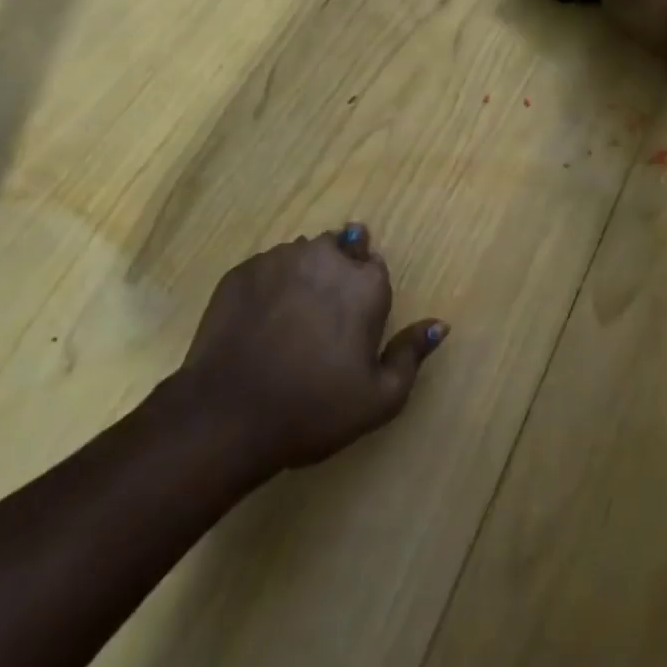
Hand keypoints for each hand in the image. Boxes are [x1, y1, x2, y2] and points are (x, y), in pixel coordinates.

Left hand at [180, 224, 447, 472]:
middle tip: (321, 320)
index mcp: (364, 282)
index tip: (352, 325)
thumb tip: (439, 324)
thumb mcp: (379, 399)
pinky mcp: (241, 271)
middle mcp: (325, 256)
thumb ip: (411, 355)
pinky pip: (266, 269)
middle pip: (339, 250)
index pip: (374, 267)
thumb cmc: (313, 409)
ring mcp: (279, 259)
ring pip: (301, 256)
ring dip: (303, 277)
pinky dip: (268, 287)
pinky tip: (258, 324)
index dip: (365, 295)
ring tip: (288, 322)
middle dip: (336, 274)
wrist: (227, 416)